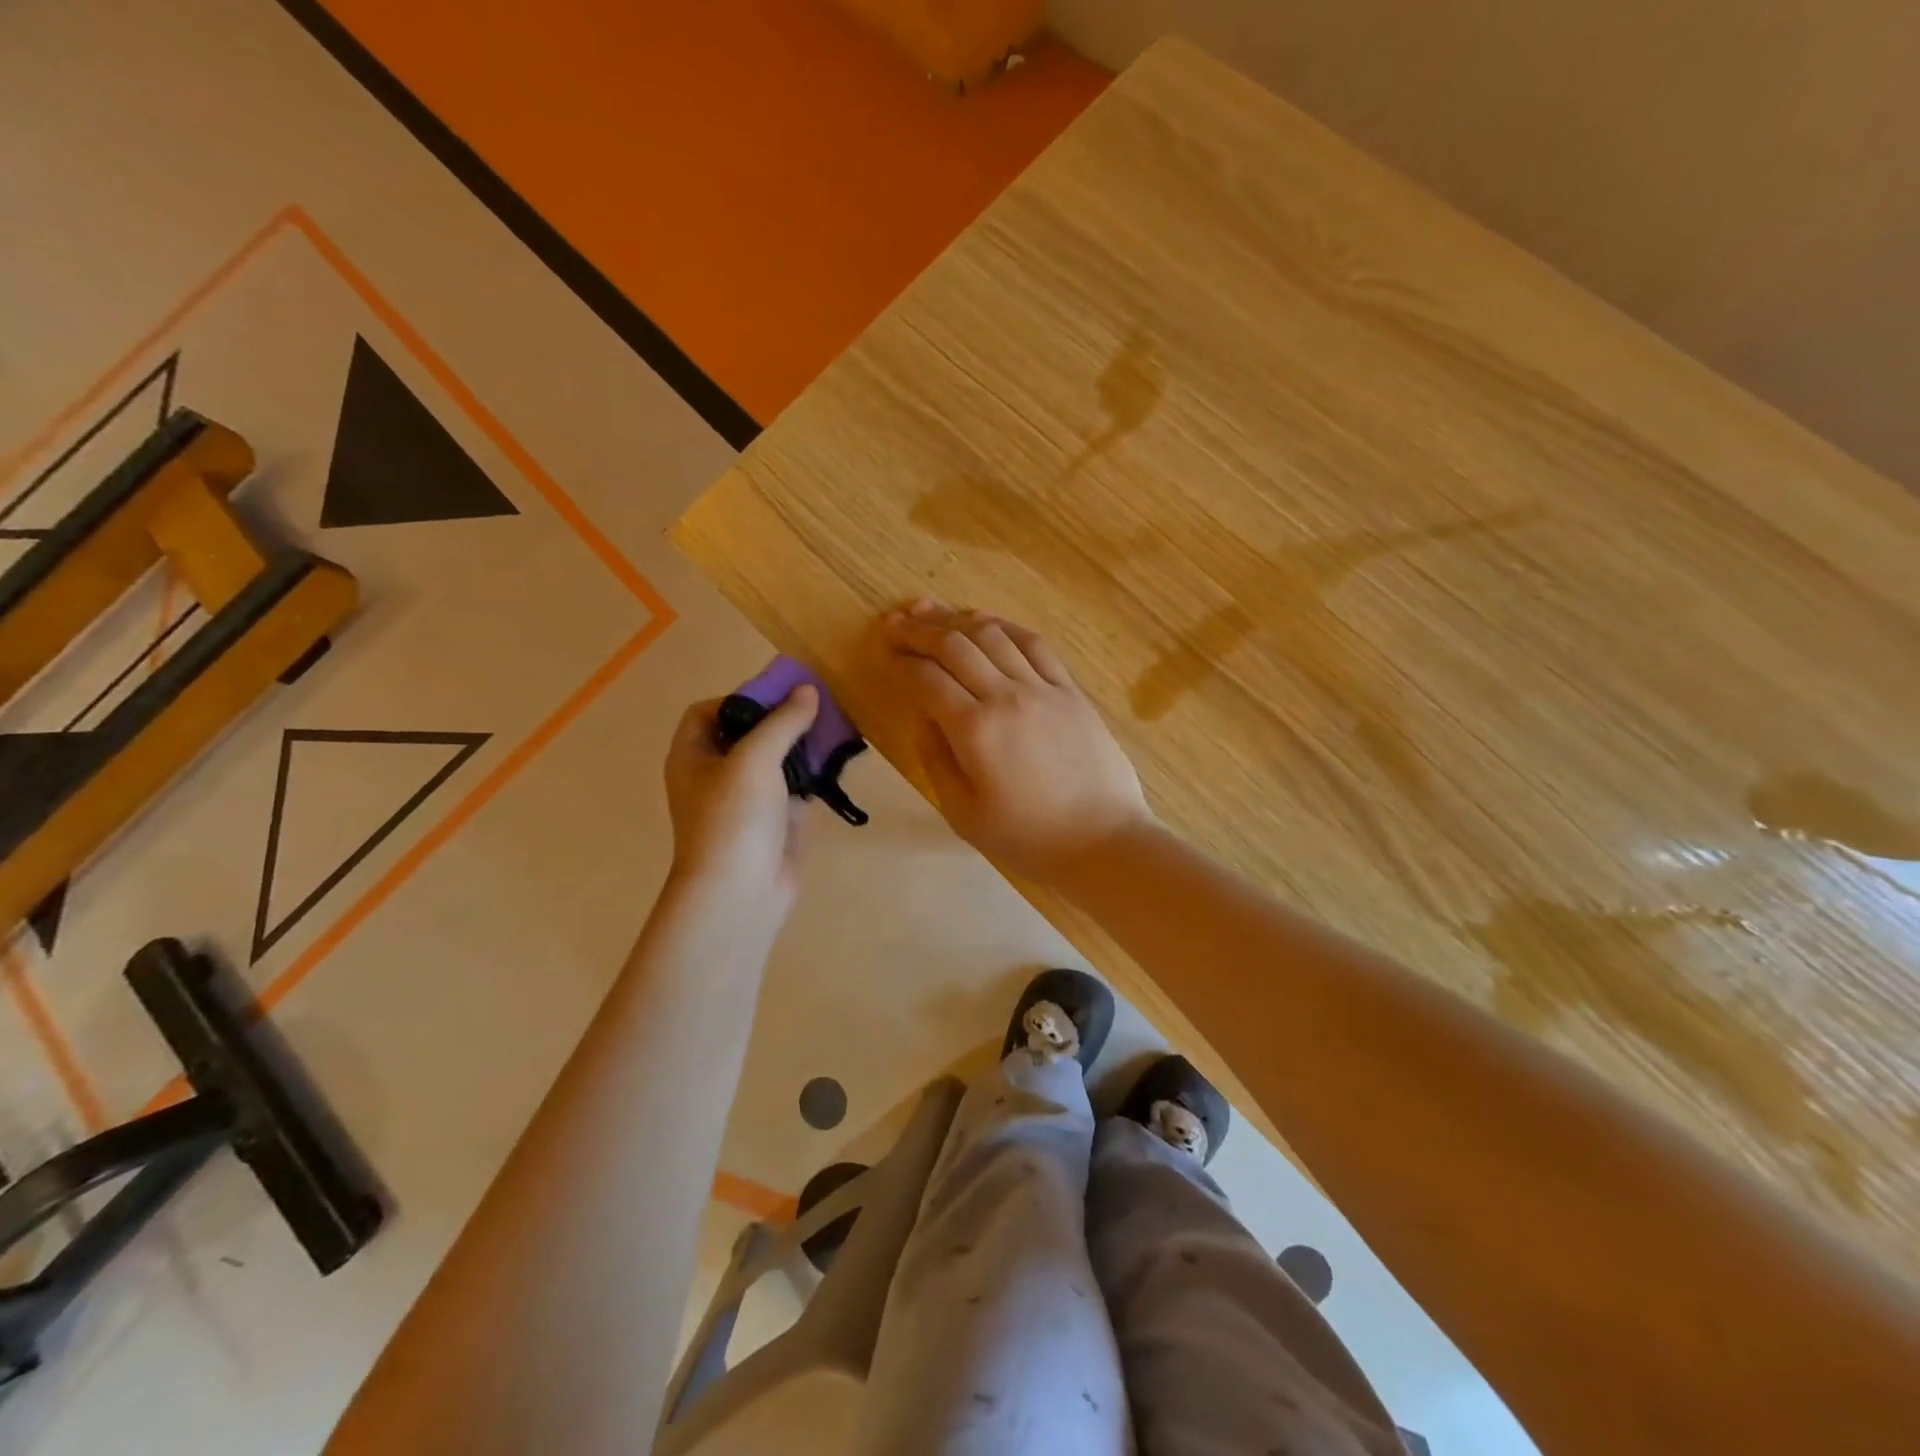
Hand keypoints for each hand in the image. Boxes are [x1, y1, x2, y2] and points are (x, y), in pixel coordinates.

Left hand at [663, 685, 818, 910]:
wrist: (739, 892)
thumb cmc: (733, 818)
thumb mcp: (755, 759)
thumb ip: (783, 722)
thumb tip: (807, 690)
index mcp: (693, 756)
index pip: (707, 712)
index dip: (738, 699)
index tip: (776, 698)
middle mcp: (715, 775)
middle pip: (745, 733)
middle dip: (779, 719)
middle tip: (815, 708)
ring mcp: (746, 800)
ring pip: (774, 760)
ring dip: (800, 744)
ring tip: (832, 729)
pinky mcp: (774, 820)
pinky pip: (793, 786)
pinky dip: (812, 773)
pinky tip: (836, 762)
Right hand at [876, 601, 1150, 883]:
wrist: (1104, 843)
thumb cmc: (1028, 839)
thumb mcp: (964, 812)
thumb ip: (937, 760)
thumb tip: (924, 718)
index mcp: (975, 730)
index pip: (928, 679)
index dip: (902, 661)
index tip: (886, 652)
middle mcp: (1007, 696)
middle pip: (956, 645)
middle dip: (920, 630)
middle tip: (896, 622)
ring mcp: (1044, 689)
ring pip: (994, 636)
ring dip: (958, 619)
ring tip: (932, 611)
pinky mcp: (1072, 691)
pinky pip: (1036, 645)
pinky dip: (1007, 628)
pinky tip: (989, 623)